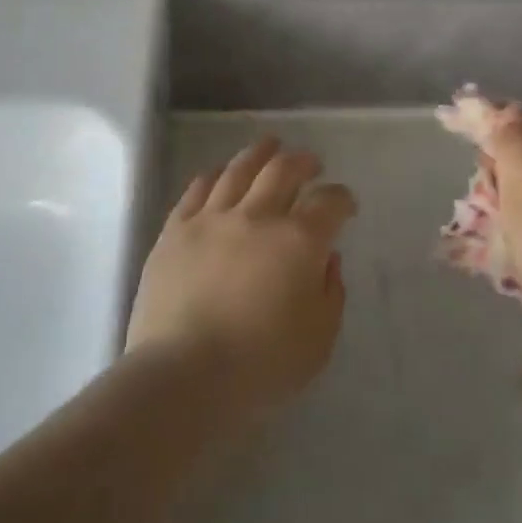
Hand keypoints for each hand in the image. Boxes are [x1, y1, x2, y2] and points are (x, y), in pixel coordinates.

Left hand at [126, 137, 353, 426]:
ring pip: (240, 169)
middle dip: (303, 161)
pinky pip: (198, 187)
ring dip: (260, 153)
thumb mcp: (318, 340)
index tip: (345, 205)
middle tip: (311, 163)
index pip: (329, 202)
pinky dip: (215, 174)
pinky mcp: (176, 229)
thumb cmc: (260, 366)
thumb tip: (326, 259)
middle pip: (284, 170)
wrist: (182, 376)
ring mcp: (212, 218)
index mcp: (299, 241)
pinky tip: (221, 173)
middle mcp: (257, 216)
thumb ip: (331, 293)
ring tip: (270, 146)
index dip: (342, 198)